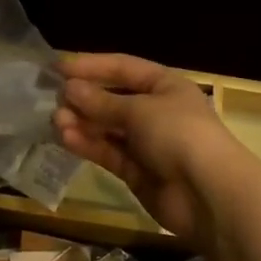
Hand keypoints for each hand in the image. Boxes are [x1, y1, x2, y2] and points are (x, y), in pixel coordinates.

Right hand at [53, 53, 251, 248]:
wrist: (208, 194)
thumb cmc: (178, 134)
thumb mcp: (139, 110)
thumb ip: (102, 102)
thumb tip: (69, 89)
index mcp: (165, 85)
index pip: (123, 68)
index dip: (92, 65)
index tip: (58, 68)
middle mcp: (156, 110)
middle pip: (113, 99)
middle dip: (84, 98)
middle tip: (52, 98)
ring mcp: (147, 143)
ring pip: (108, 128)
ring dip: (82, 122)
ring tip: (55, 120)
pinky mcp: (137, 172)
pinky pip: (109, 152)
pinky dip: (89, 144)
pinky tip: (66, 138)